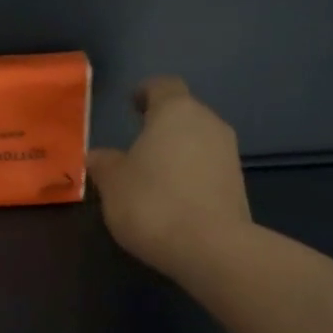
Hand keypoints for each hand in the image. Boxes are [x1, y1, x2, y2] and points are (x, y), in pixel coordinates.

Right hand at [87, 76, 251, 280]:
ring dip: (177, 152)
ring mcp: (228, 153)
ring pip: (197, 141)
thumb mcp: (113, 183)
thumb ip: (104, 164)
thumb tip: (96, 156)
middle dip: (161, 126)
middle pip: (183, 113)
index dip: (145, 92)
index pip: (162, 86)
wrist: (209, 246)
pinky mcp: (237, 184)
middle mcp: (208, 123)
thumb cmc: (151, 202)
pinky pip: (207, 168)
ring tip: (152, 176)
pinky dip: (189, 175)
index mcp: (175, 111)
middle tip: (136, 145)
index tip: (132, 103)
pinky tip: (172, 199)